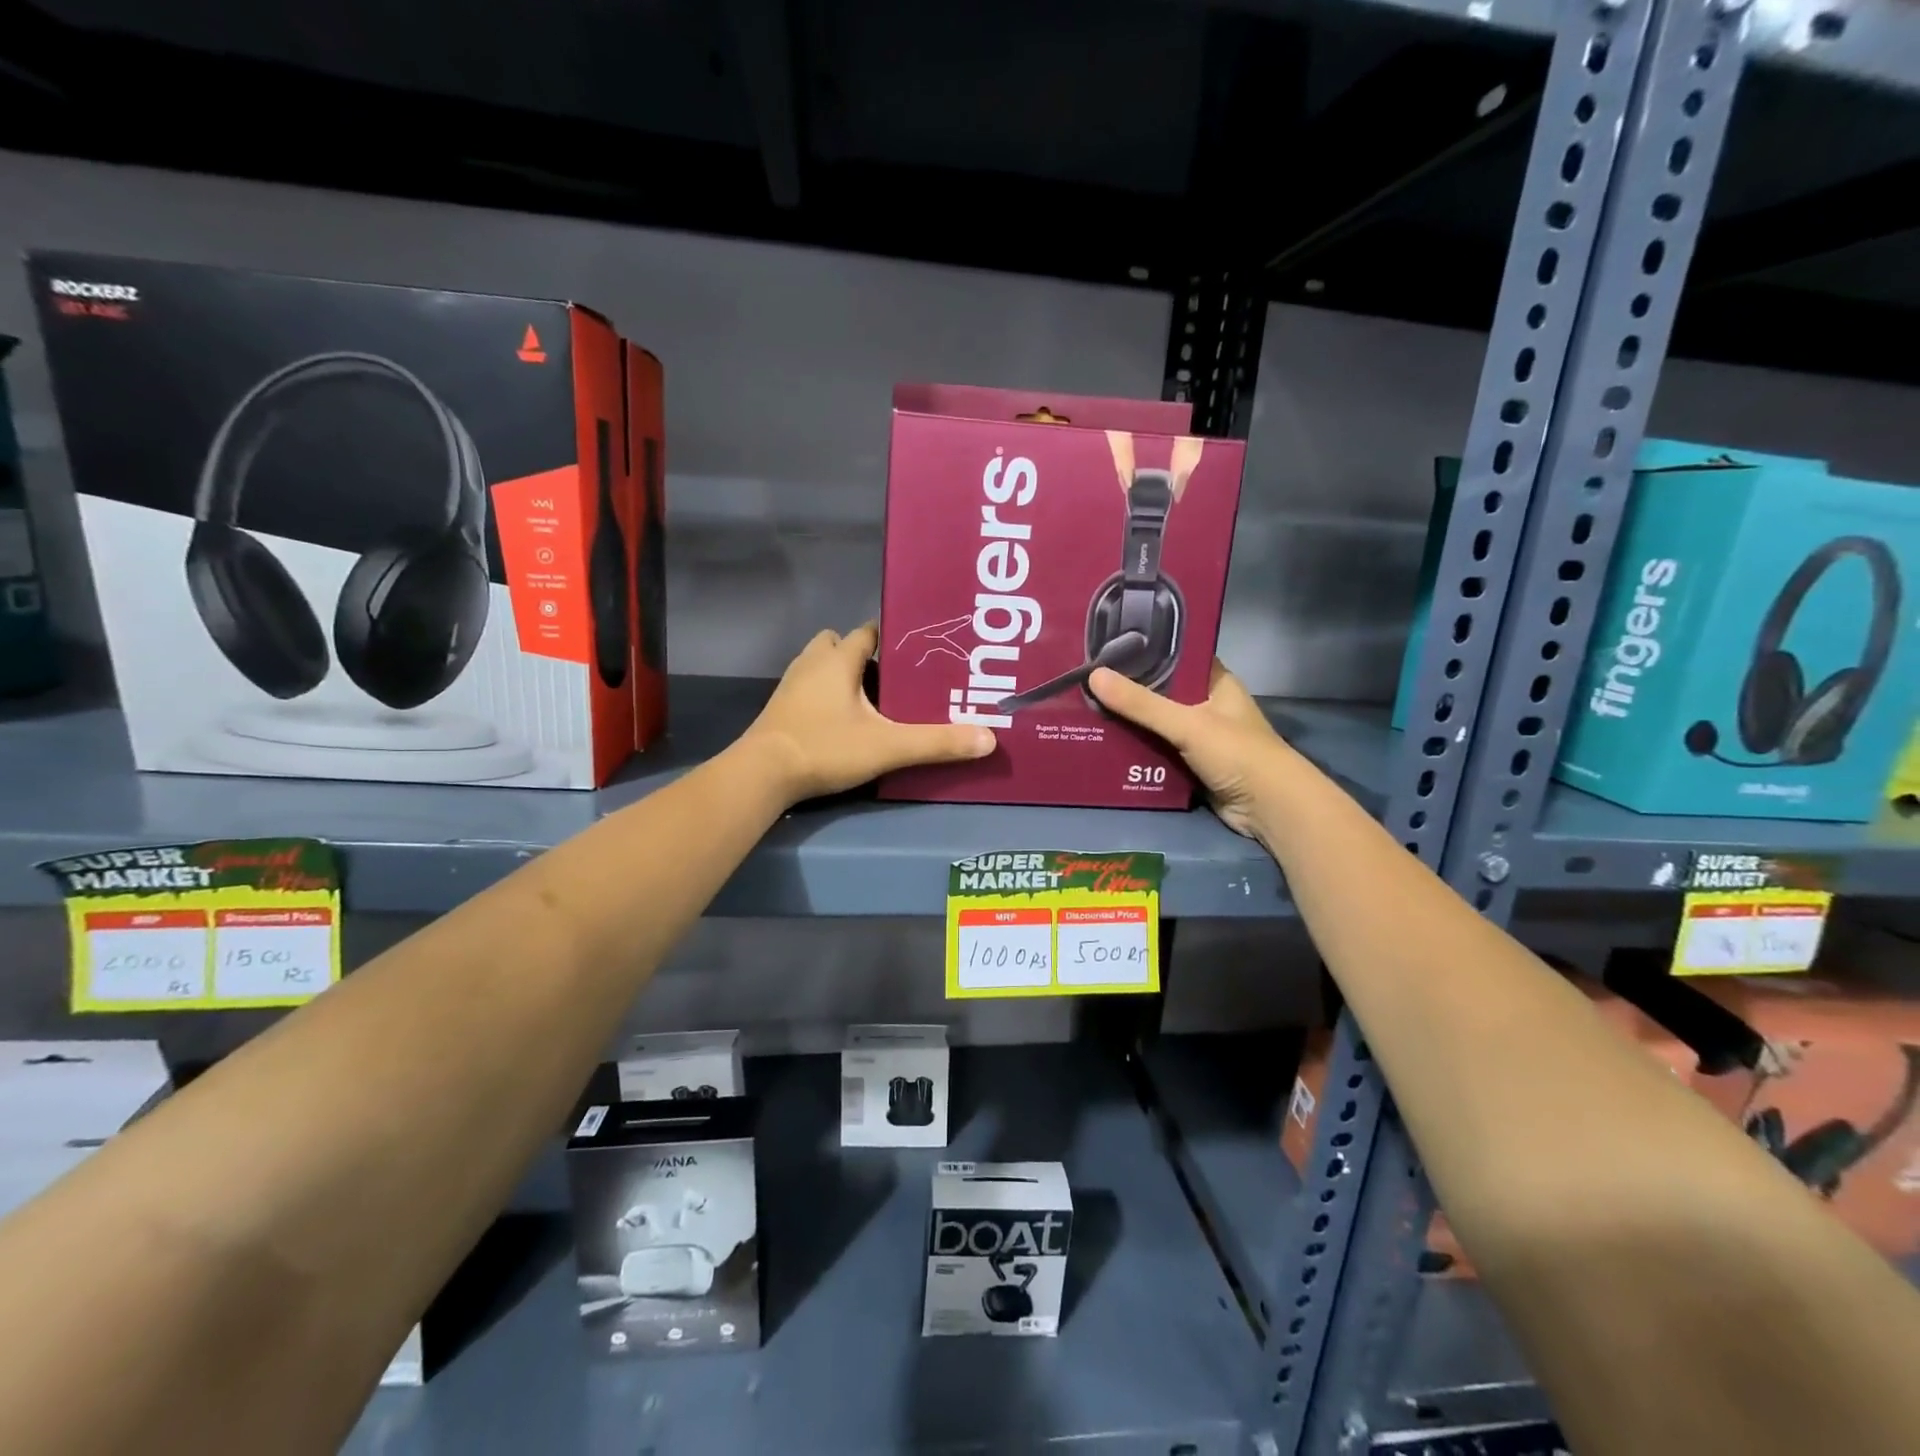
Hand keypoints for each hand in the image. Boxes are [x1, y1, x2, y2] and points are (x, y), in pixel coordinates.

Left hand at [744, 623, 994, 802]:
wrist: (762, 774)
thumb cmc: (825, 747)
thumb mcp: (888, 747)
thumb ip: (937, 742)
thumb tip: (988, 738)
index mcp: (839, 661)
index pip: (866, 632)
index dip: (889, 637)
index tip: (913, 652)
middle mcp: (812, 664)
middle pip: (838, 643)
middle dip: (861, 655)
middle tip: (890, 679)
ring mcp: (791, 686)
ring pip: (819, 665)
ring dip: (840, 675)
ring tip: (869, 701)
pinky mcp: (779, 709)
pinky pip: (807, 689)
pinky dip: (824, 696)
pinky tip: (840, 721)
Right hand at [1087, 660, 1289, 839]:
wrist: (1270, 809)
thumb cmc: (1237, 753)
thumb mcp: (1187, 723)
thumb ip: (1141, 704)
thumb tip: (1093, 676)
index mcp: (1215, 682)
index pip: (1176, 656)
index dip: (1144, 651)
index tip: (1106, 646)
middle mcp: (1207, 705)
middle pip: (1161, 692)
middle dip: (1128, 690)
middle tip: (1086, 680)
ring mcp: (1200, 737)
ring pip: (1156, 724)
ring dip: (1128, 723)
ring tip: (1084, 709)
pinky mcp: (1191, 765)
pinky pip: (1157, 752)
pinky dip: (1135, 750)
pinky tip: (1103, 744)